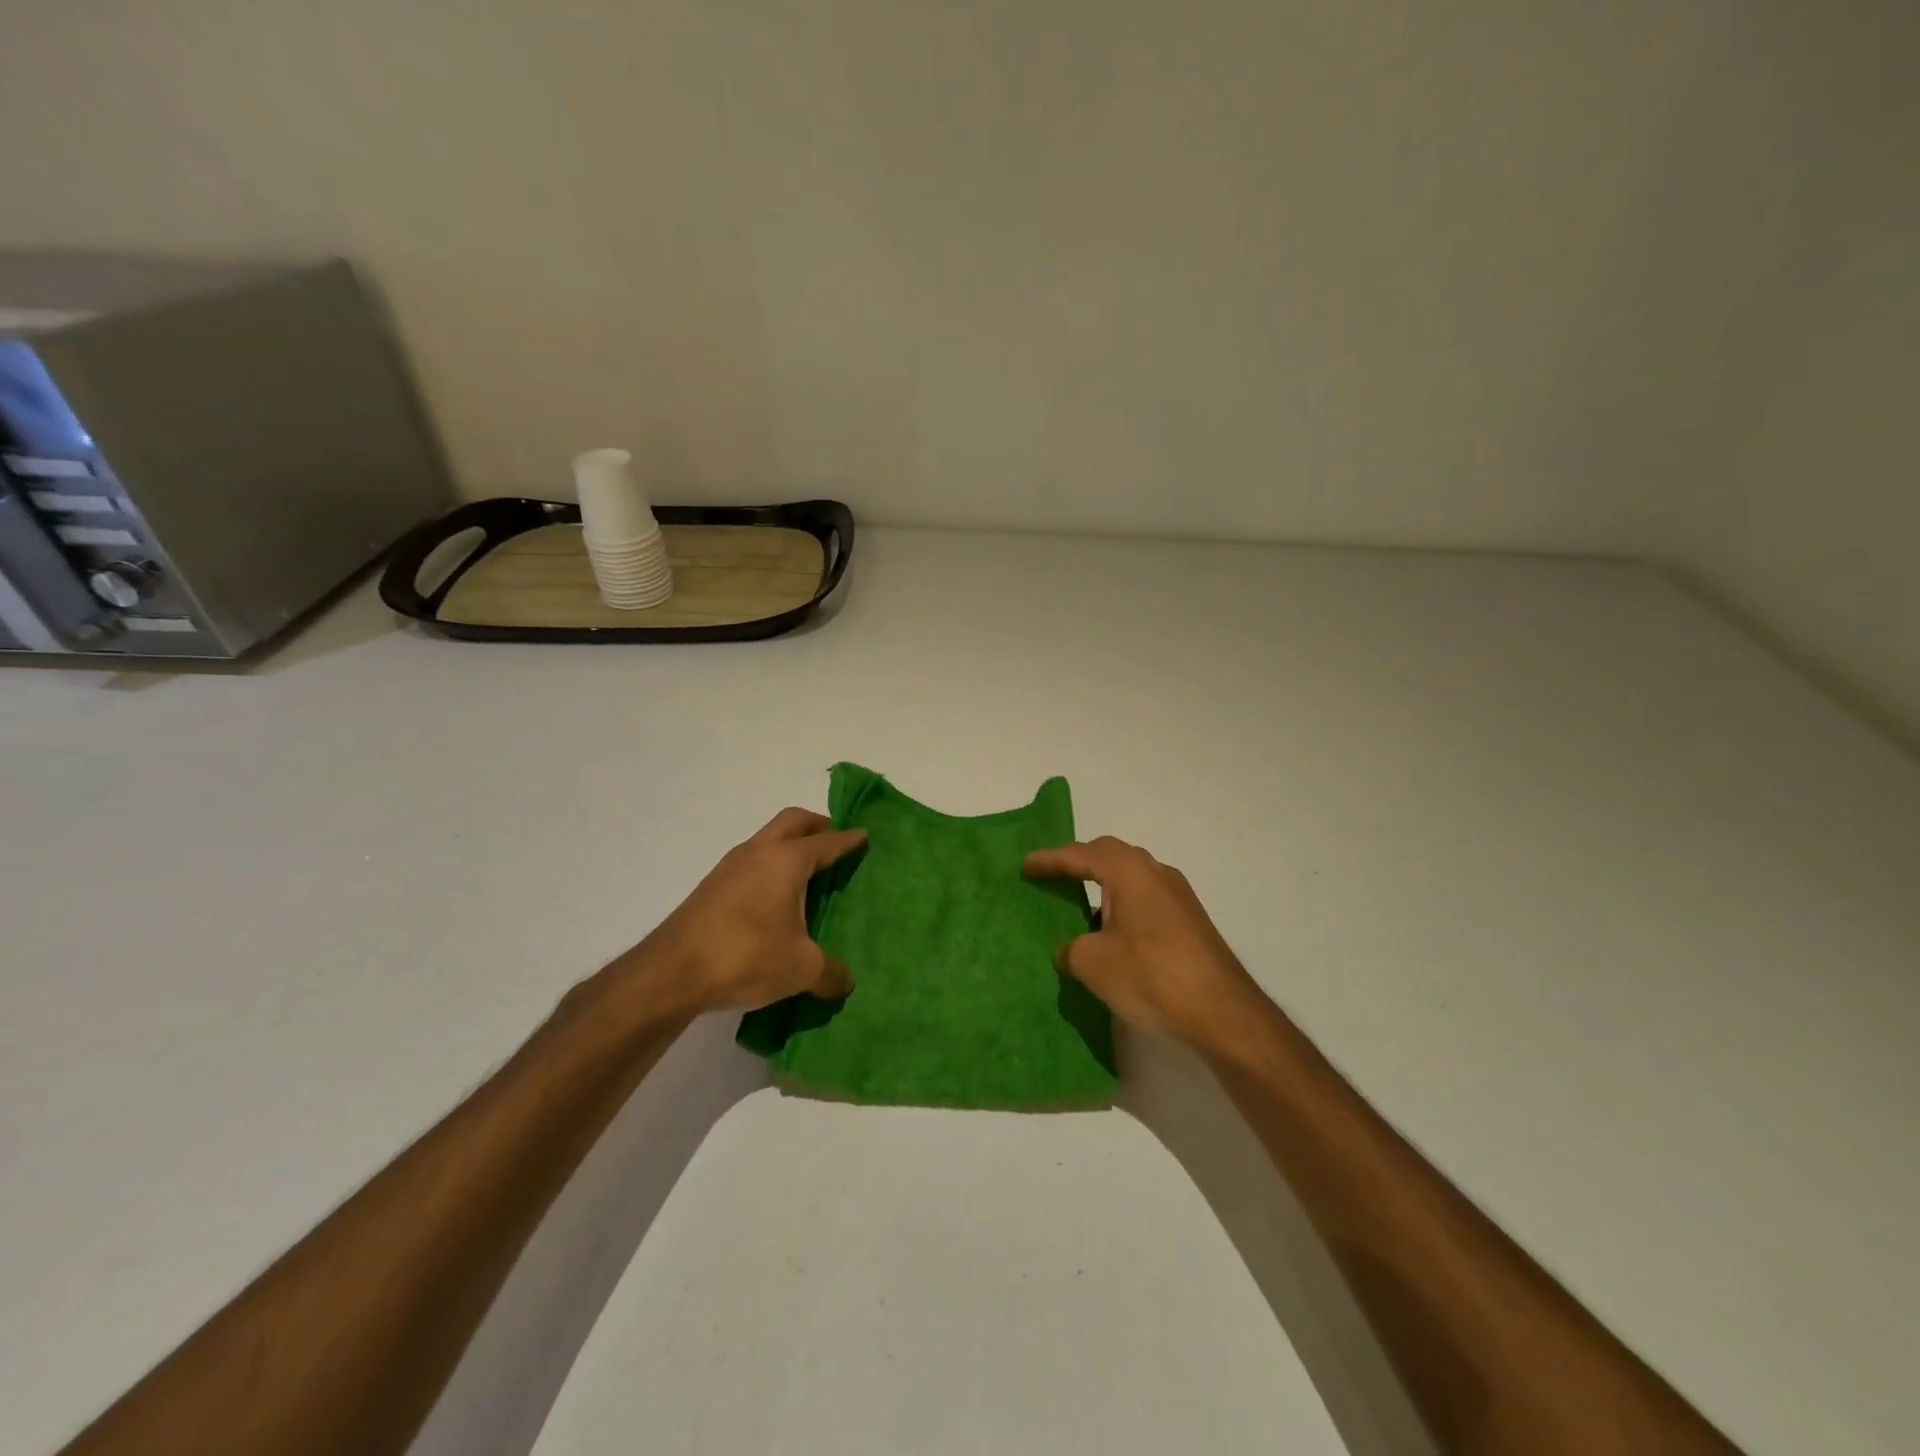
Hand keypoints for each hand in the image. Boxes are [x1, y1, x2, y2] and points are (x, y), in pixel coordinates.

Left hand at [628, 807, 865, 1016]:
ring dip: (789, 846)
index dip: (849, 839)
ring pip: (767, 840)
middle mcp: (759, 852)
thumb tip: (846, 981)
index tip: (864, 836)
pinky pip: (751, 863)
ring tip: (808, 874)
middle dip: (817, 826)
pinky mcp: (711, 888)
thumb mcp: (800, 969)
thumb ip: (830, 972)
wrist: (671, 972)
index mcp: (787, 860)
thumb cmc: (746, 956)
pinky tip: (775, 901)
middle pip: (793, 822)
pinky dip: (769, 868)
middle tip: (835, 842)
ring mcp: (730, 867)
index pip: (827, 841)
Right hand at [1023, 836, 1263, 1049]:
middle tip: (1053, 874)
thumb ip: (1070, 948)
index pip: (1080, 855)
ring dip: (1104, 885)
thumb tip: (1070, 948)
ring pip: (1131, 877)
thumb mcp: (1092, 963)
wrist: (1222, 1012)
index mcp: (1129, 871)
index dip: (1050, 859)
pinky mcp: (1190, 922)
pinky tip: (1112, 932)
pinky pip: (1145, 899)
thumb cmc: (1150, 974)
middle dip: (1079, 862)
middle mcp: (1156, 873)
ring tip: (1079, 902)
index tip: (1026, 865)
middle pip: (1110, 855)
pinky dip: (1122, 905)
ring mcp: (1178, 896)